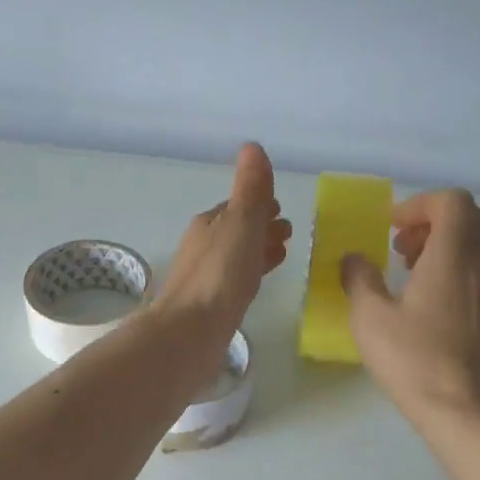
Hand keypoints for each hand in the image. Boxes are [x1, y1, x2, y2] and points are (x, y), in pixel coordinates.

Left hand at [151, 143, 291, 376]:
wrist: (190, 333)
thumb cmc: (219, 275)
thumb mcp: (240, 224)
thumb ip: (250, 190)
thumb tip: (252, 146)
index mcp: (209, 223)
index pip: (238, 206)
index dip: (260, 204)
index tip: (281, 208)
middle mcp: (203, 246)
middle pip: (237, 230)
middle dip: (261, 227)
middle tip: (288, 233)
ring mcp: (205, 277)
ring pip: (237, 256)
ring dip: (258, 251)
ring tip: (283, 254)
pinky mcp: (210, 305)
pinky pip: (236, 281)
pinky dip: (252, 273)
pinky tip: (259, 283)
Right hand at [340, 188, 479, 424]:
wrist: (462, 408)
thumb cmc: (414, 358)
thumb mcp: (370, 317)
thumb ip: (359, 278)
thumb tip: (353, 259)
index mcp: (454, 254)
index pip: (452, 201)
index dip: (419, 204)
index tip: (391, 227)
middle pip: (471, 216)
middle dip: (434, 220)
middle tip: (402, 247)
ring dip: (448, 243)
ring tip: (414, 272)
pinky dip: (460, 266)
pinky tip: (432, 299)